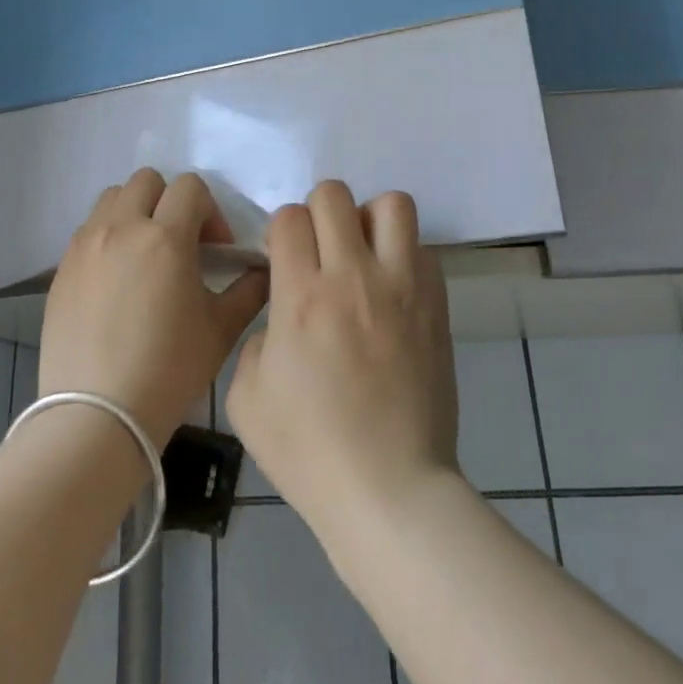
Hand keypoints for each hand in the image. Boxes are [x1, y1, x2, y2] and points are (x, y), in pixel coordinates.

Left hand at [40, 169, 268, 448]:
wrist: (97, 416)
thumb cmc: (169, 371)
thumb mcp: (221, 330)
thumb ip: (249, 290)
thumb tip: (264, 269)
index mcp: (165, 238)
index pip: (191, 187)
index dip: (210, 211)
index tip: (215, 249)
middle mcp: (121, 228)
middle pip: (147, 180)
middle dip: (171, 202)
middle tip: (181, 244)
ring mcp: (85, 245)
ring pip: (112, 198)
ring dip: (136, 212)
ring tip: (145, 254)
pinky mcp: (62, 267)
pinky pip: (88, 229)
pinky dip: (108, 236)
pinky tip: (117, 279)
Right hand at [225, 181, 458, 535]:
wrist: (389, 489)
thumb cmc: (309, 451)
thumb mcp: (246, 399)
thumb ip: (254, 340)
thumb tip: (279, 319)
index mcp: (300, 295)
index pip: (288, 218)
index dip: (279, 232)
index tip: (280, 260)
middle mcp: (352, 276)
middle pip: (334, 195)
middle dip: (317, 213)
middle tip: (318, 252)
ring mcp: (402, 287)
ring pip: (391, 205)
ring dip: (369, 220)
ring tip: (362, 256)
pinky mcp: (436, 305)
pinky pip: (422, 248)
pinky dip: (402, 255)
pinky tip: (391, 290)